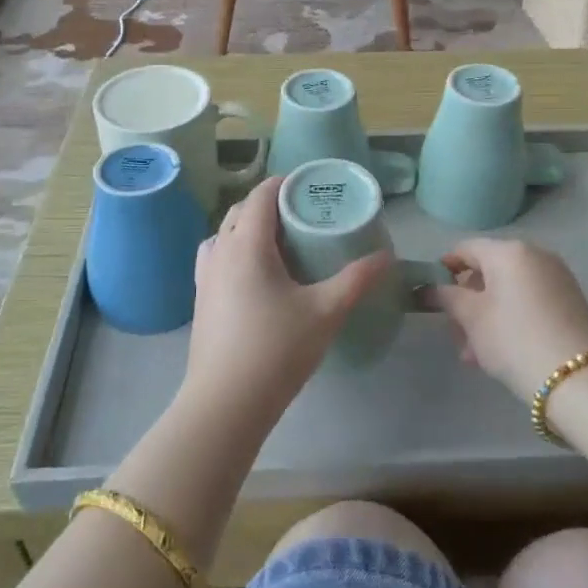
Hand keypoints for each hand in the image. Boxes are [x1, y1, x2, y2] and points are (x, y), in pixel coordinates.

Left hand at [184, 177, 390, 422]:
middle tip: (302, 216)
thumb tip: (387, 257)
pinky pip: (216, 258)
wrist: (225, 403)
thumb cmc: (276, 349)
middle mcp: (220, 251)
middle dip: (268, 205)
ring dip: (248, 228)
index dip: (284, 184)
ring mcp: (205, 276)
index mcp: (247, 244)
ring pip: (224, 234)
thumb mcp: (325, 311)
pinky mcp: (200, 299)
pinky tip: (256, 277)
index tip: (309, 187)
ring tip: (279, 244)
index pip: (261, 195)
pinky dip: (235, 251)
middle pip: (240, 211)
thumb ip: (356, 280)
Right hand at [425, 239, 587, 402]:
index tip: (432, 296)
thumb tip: (428, 288)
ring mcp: (558, 278)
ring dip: (487, 316)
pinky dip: (511, 319)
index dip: (444, 269)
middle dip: (467, 301)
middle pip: (489, 271)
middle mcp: (536, 255)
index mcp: (509, 251)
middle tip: (456, 335)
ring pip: (509, 291)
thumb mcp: (472, 318)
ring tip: (475, 355)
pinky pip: (530, 302)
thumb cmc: (514, 339)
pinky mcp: (572, 302)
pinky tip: (502, 352)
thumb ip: (447, 297)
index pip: (466, 249)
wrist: (579, 379)